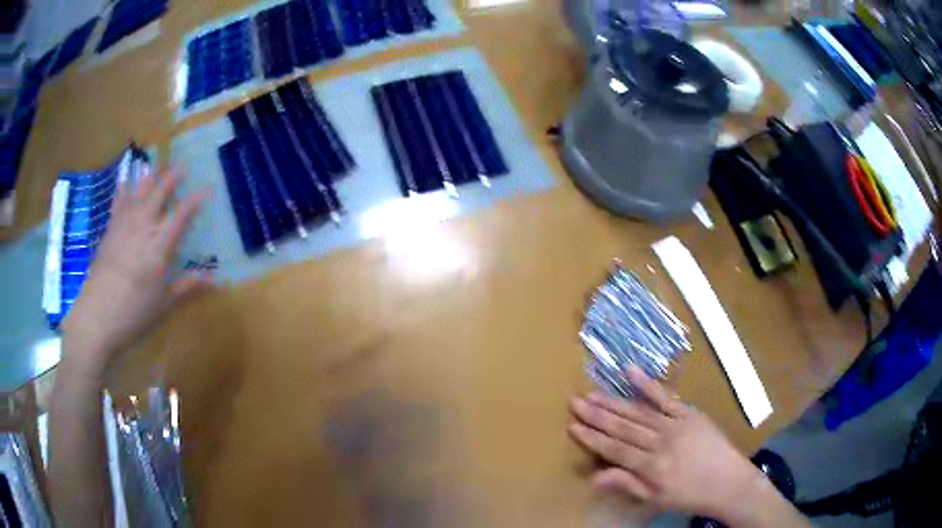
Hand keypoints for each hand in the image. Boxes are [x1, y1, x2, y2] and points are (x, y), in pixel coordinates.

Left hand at [62, 168, 209, 369]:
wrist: (97, 316)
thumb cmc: (135, 312)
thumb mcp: (165, 303)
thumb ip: (187, 286)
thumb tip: (213, 279)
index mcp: (160, 243)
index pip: (182, 213)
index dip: (195, 199)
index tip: (207, 189)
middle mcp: (143, 225)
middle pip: (159, 191)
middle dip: (172, 176)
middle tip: (181, 165)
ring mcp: (123, 224)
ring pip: (137, 190)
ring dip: (148, 177)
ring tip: (154, 167)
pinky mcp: (109, 230)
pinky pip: (118, 201)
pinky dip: (123, 189)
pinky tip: (124, 183)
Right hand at [569, 368, 759, 520]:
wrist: (728, 482)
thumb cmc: (689, 495)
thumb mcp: (655, 498)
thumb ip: (626, 484)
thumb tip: (594, 476)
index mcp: (650, 467)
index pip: (615, 449)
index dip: (592, 438)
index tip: (572, 425)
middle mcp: (660, 442)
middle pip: (623, 427)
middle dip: (596, 415)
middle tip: (574, 401)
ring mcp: (676, 424)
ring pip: (639, 412)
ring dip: (613, 402)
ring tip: (591, 393)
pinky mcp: (689, 413)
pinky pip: (666, 397)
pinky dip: (647, 385)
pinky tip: (630, 373)